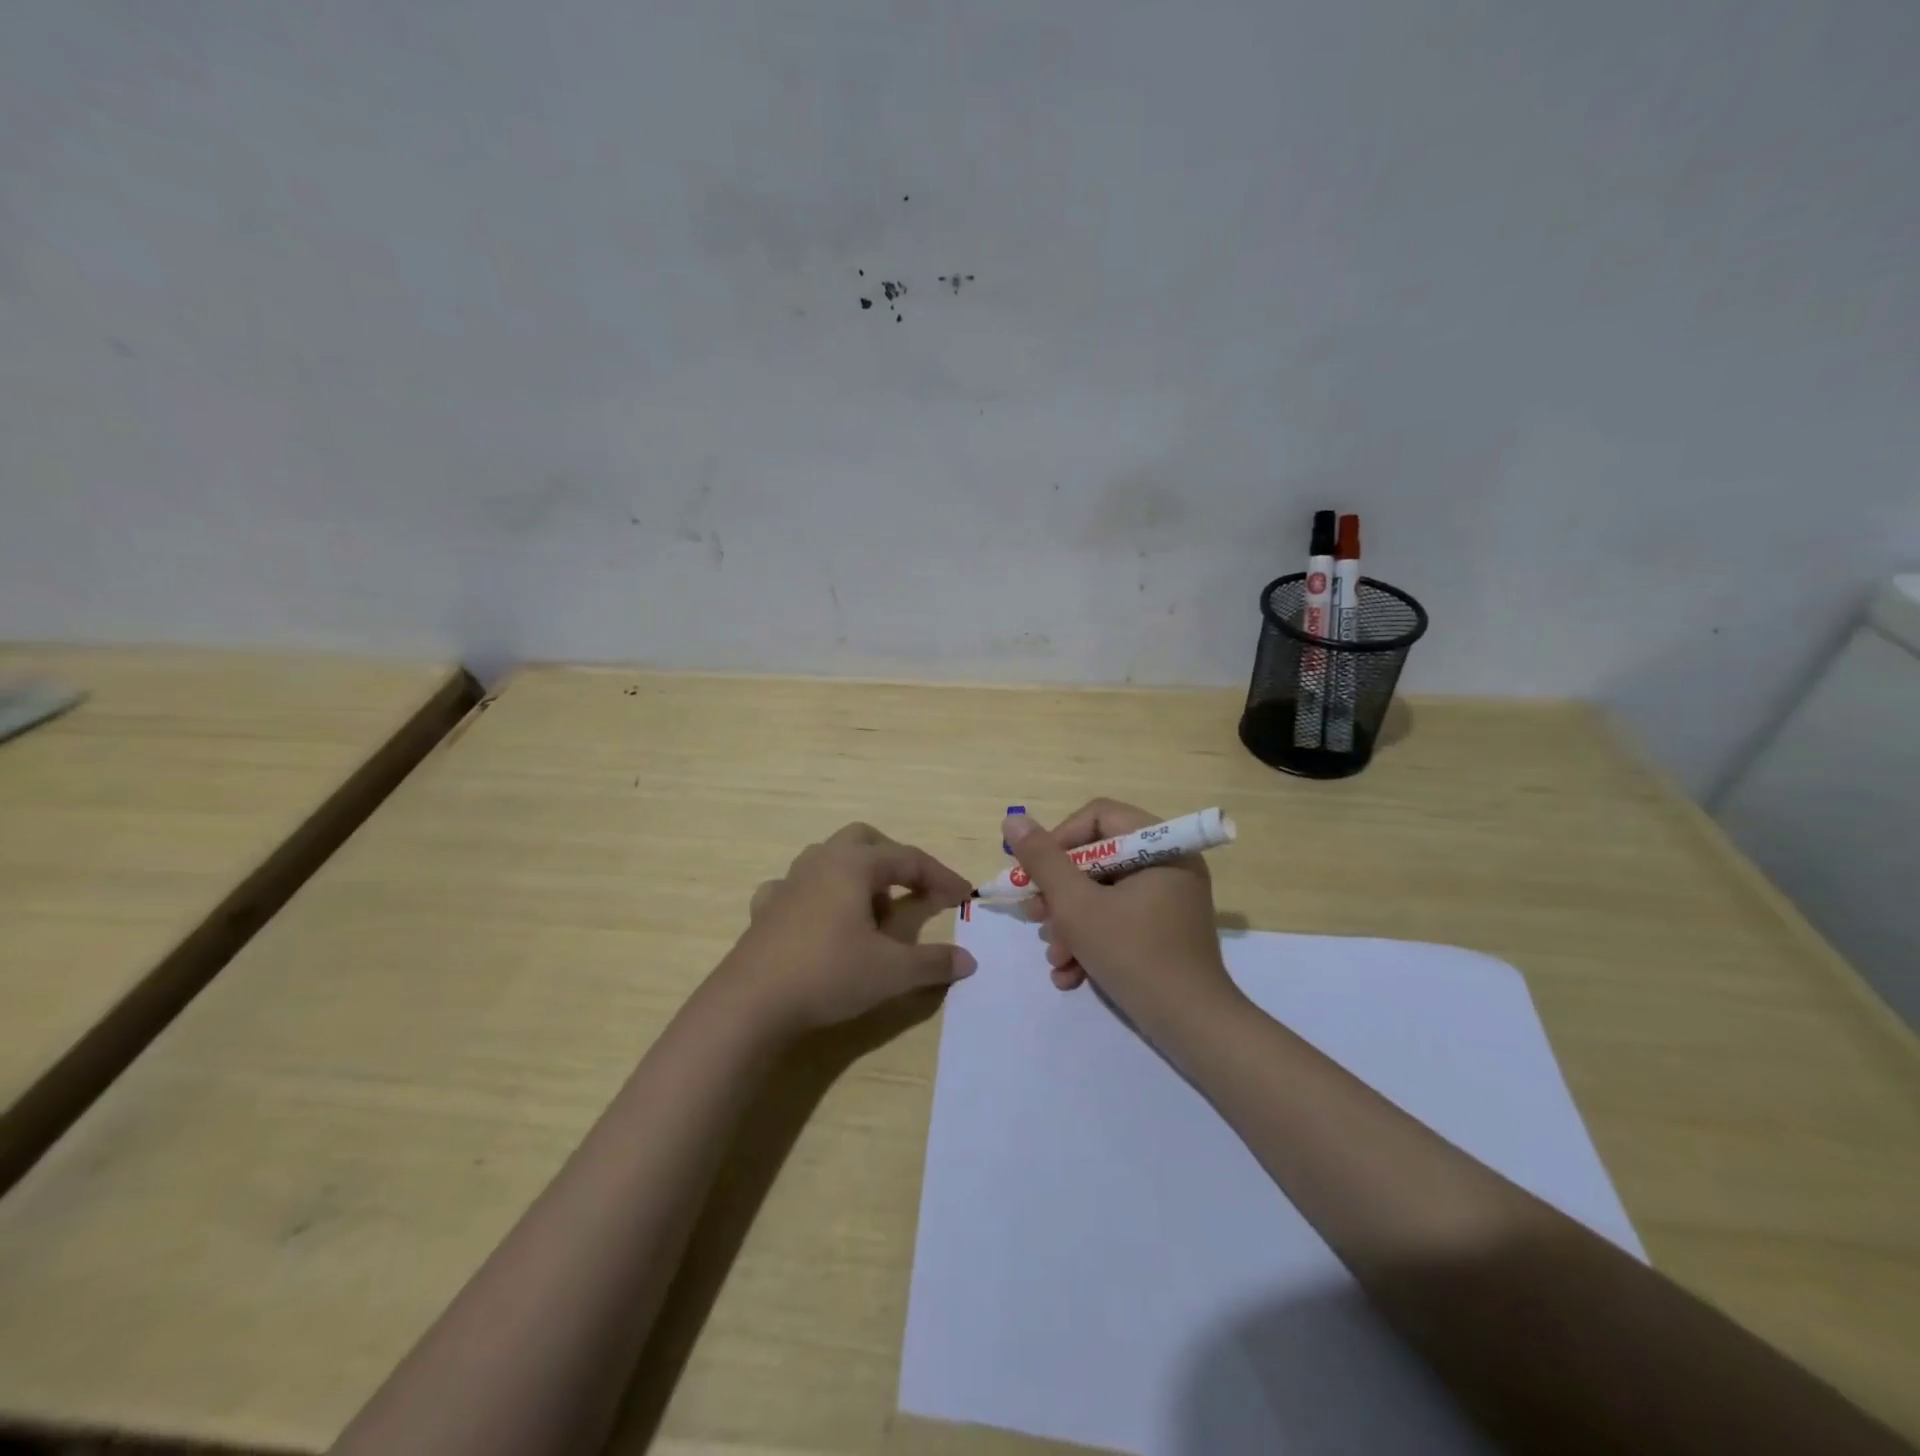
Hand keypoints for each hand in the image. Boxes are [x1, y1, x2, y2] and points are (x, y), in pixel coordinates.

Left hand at [719, 822, 975, 1036]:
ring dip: (857, 875)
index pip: (909, 858)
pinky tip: (821, 922)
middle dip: (894, 860)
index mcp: (854, 865)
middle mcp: (821, 862)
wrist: (751, 1003)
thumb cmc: (828, 974)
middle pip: (865, 840)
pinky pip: (797, 887)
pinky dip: (818, 896)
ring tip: (871, 911)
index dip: (940, 876)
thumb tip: (968, 962)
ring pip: (830, 858)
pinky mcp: (766, 908)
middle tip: (914, 890)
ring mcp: (788, 882)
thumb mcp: (891, 972)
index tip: (964, 896)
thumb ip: (933, 963)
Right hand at [1004, 800, 1238, 1034]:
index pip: (1098, 817)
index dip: (1060, 840)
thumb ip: (1043, 860)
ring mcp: (1167, 900)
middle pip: (1096, 858)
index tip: (1036, 874)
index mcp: (1161, 846)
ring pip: (1101, 894)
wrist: (1191, 1028)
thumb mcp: (1077, 906)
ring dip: (1069, 924)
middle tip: (1036, 917)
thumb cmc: (1134, 955)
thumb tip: (1013, 821)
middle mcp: (1168, 865)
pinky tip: (1070, 974)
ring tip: (1055, 956)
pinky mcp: (1163, 932)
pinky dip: (1091, 942)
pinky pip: (1118, 920)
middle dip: (1059, 893)